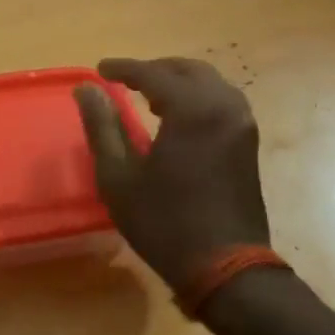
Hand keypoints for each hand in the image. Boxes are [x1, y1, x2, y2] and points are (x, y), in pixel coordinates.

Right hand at [73, 58, 271, 293]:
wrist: (225, 266)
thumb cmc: (164, 221)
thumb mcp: (118, 176)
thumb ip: (102, 126)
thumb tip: (86, 89)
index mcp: (192, 110)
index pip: (153, 74)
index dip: (124, 68)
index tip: (101, 70)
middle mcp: (224, 107)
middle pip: (189, 70)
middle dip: (155, 70)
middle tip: (124, 80)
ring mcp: (242, 125)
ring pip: (210, 84)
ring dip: (179, 83)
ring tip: (149, 98)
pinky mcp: (248, 144)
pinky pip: (222, 102)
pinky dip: (198, 98)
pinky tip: (177, 119)